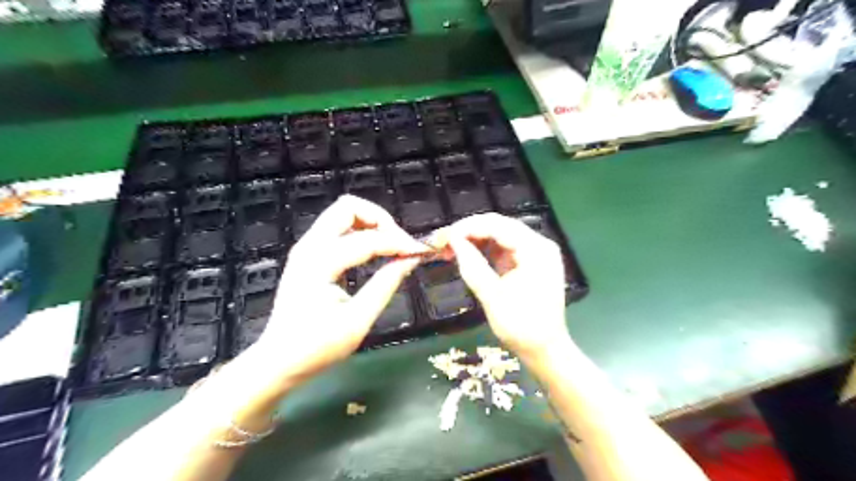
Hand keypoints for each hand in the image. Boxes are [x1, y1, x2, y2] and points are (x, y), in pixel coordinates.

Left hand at [255, 196, 426, 382]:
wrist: (278, 360)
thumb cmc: (316, 347)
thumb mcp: (358, 321)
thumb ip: (385, 285)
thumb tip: (410, 260)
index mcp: (319, 263)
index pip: (367, 240)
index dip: (398, 243)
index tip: (420, 252)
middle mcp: (309, 247)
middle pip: (348, 207)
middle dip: (380, 219)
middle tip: (399, 243)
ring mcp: (306, 247)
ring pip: (343, 213)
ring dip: (371, 223)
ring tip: (391, 247)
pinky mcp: (309, 253)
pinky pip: (338, 228)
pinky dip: (361, 231)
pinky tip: (374, 252)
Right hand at [435, 213, 566, 359]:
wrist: (545, 350)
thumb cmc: (522, 327)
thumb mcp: (493, 297)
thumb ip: (473, 266)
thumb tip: (453, 241)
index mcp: (536, 250)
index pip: (499, 226)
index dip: (469, 227)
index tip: (445, 236)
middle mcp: (539, 245)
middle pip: (501, 226)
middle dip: (471, 231)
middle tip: (445, 240)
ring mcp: (535, 253)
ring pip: (501, 235)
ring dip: (476, 239)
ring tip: (452, 247)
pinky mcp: (529, 262)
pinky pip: (504, 248)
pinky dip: (485, 250)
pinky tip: (469, 254)